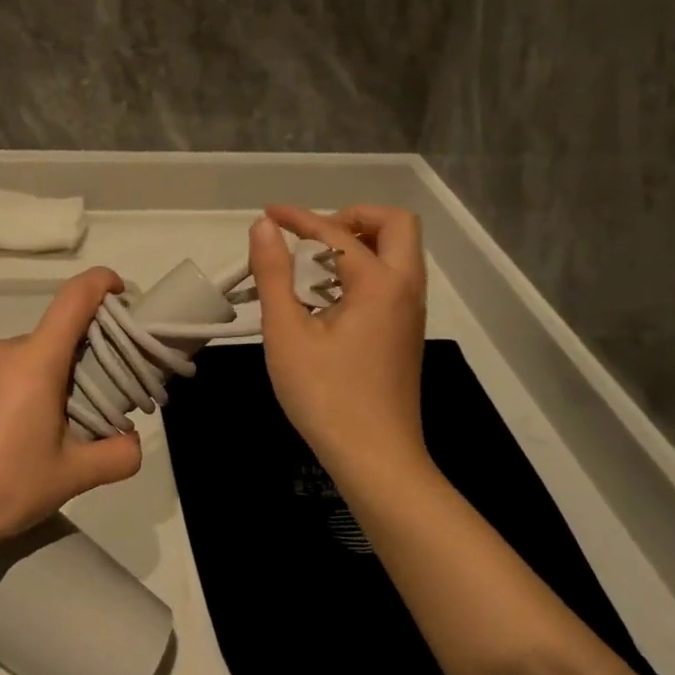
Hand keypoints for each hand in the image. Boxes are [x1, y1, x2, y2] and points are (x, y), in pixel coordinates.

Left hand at [0, 268, 141, 552]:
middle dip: (69, 365)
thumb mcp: (72, 477)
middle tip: (77, 411)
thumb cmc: (5, 487)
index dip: (101, 284)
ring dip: (31, 384)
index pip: (74, 299)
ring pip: (14, 364)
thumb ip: (118, 455)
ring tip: (28, 435)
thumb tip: (133, 443)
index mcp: (36, 361)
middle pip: (48, 342)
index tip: (118, 292)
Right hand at [248, 206, 429, 484]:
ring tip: (314, 265)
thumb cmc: (326, 396)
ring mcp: (411, 312)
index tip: (268, 215)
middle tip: (313, 238)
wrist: (376, 459)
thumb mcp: (287, 333)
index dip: (298, 218)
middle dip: (352, 217)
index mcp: (379, 284)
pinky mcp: (406, 332)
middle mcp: (405, 289)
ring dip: (361, 242)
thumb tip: (264, 227)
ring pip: (399, 252)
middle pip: (395, 225)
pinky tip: (329, 298)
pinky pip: (394, 278)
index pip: (335, 233)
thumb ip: (274, 273)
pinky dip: (366, 268)